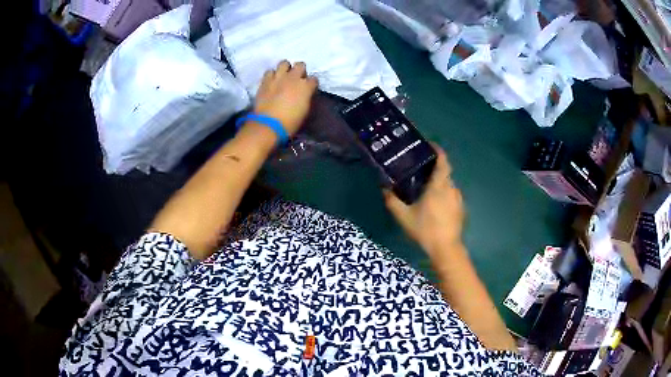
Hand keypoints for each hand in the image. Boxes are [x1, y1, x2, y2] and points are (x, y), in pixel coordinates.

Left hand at [254, 61, 318, 135]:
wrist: (269, 124)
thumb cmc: (290, 122)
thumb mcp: (305, 111)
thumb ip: (306, 98)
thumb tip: (305, 94)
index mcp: (306, 86)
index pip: (314, 79)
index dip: (312, 83)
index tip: (309, 88)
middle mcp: (293, 77)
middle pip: (300, 65)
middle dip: (300, 70)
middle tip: (297, 78)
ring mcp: (278, 77)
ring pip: (284, 63)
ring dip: (285, 68)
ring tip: (283, 76)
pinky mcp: (265, 81)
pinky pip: (269, 71)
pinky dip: (272, 75)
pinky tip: (272, 81)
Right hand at [384, 145, 464, 257]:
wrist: (446, 248)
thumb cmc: (425, 229)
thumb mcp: (403, 216)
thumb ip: (392, 200)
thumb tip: (384, 188)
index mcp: (439, 185)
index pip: (443, 161)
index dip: (438, 150)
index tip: (430, 146)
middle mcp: (451, 188)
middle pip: (445, 172)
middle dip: (434, 169)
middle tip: (420, 171)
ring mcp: (458, 199)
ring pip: (448, 185)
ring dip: (439, 183)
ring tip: (426, 189)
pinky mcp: (461, 209)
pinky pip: (451, 195)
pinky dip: (444, 194)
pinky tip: (435, 206)